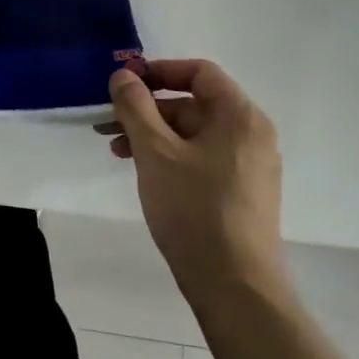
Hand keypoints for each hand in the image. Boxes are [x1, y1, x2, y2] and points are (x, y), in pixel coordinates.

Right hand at [107, 59, 286, 297]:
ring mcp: (249, 166)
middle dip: (148, 109)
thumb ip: (135, 107)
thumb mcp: (155, 152)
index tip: (125, 83)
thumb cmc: (195, 209)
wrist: (234, 287)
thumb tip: (123, 75)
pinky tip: (144, 171)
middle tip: (108, 124)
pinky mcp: (241, 192)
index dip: (159, 71)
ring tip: (117, 151)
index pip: (200, 73)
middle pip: (194, 104)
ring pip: (194, 134)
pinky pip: (202, 158)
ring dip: (153, 134)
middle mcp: (251, 135)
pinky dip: (171, 156)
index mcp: (240, 116)